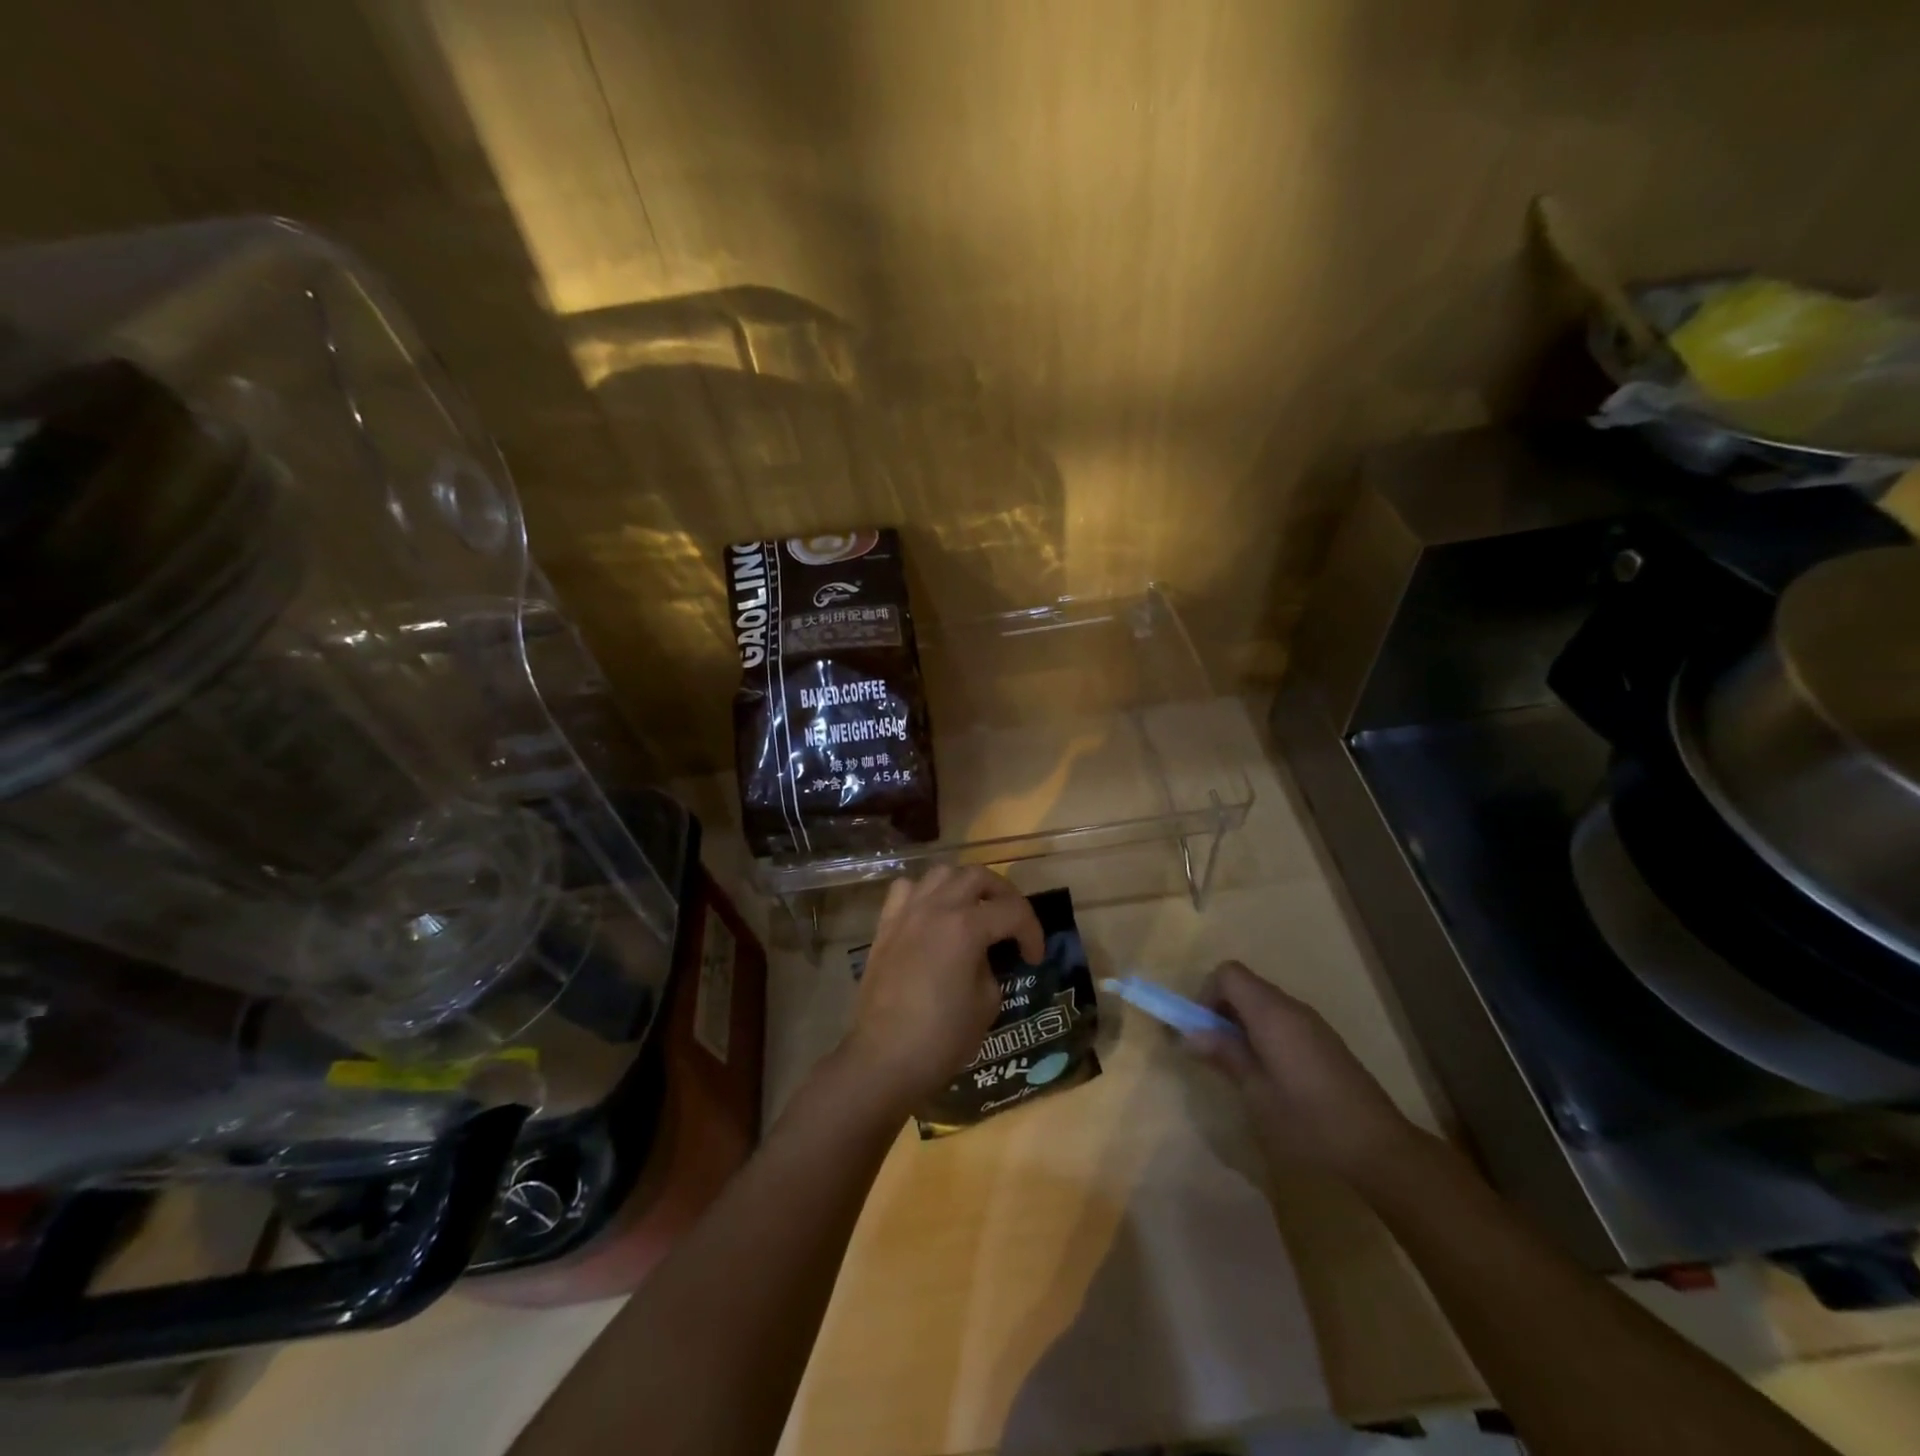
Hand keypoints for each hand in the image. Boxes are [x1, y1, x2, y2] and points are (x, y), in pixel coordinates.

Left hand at [840, 866, 1044, 1114]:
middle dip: (1004, 895)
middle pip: (978, 876)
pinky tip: (932, 915)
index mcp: (966, 927)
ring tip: (974, 910)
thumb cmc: (941, 1038)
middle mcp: (936, 908)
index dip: (1033, 932)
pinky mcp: (885, 926)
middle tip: (1013, 922)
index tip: (1034, 958)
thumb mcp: (986, 1004)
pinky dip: (925, 893)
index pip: (1013, 911)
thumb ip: (991, 968)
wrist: (883, 1059)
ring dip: (964, 885)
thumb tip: (982, 958)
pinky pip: (906, 890)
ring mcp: (906, 913)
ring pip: (941, 873)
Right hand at [1195, 960, 1415, 1179]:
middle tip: (1214, 1051)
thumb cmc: (1308, 1120)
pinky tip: (1271, 1074)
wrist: (1378, 1148)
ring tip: (1241, 1066)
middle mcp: (1291, 1007)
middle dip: (1221, 1009)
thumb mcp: (1256, 1092)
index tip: (1202, 1030)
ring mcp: (1311, 1022)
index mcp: (1271, 1013)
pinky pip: (1282, 1019)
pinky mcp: (1324, 1040)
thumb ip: (1224, 1055)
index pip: (1228, 973)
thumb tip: (1189, 1034)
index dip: (1207, 994)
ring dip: (1242, 1022)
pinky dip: (1264, 1032)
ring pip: (1263, 1003)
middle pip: (1244, 985)